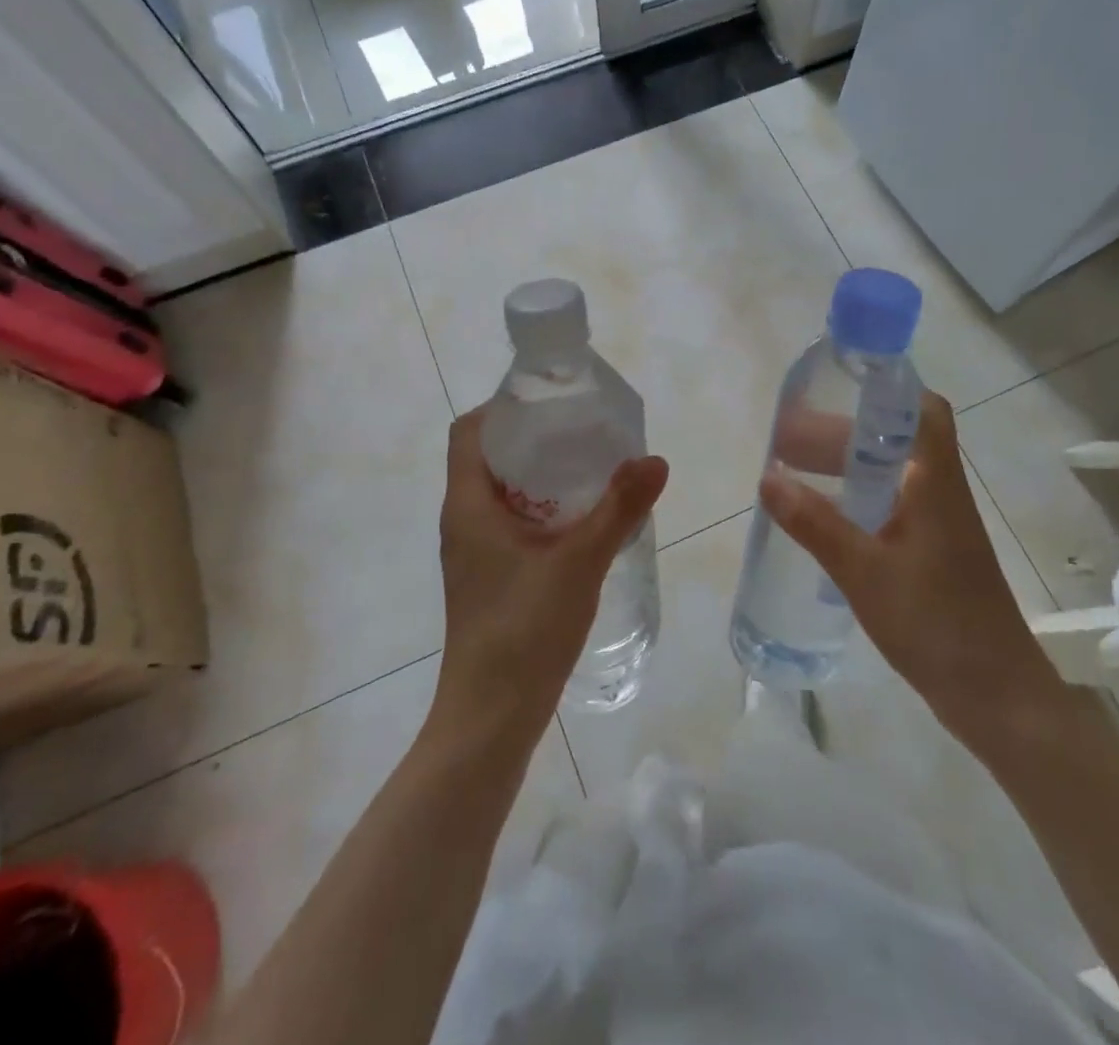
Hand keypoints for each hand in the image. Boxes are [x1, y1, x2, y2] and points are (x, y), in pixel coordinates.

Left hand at [434, 407, 668, 741]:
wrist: (491, 717)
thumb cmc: (524, 630)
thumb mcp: (579, 562)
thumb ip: (618, 508)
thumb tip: (655, 460)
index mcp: (468, 505)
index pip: (470, 432)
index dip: (503, 407)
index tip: (551, 401)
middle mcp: (464, 521)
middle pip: (490, 457)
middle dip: (534, 438)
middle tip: (584, 430)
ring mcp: (475, 552)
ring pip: (504, 493)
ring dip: (542, 476)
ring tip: (592, 467)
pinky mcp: (491, 576)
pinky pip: (513, 523)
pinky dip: (543, 510)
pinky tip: (583, 521)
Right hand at [758, 390, 1062, 750]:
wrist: (994, 694)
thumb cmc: (934, 621)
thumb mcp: (863, 570)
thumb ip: (814, 524)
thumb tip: (766, 478)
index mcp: (934, 481)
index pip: (923, 410)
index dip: (884, 390)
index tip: (835, 388)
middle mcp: (940, 492)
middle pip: (895, 440)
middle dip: (843, 433)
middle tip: (790, 440)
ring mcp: (938, 525)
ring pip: (891, 475)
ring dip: (847, 468)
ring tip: (795, 473)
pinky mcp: (933, 554)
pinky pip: (890, 507)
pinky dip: (856, 500)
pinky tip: (824, 518)